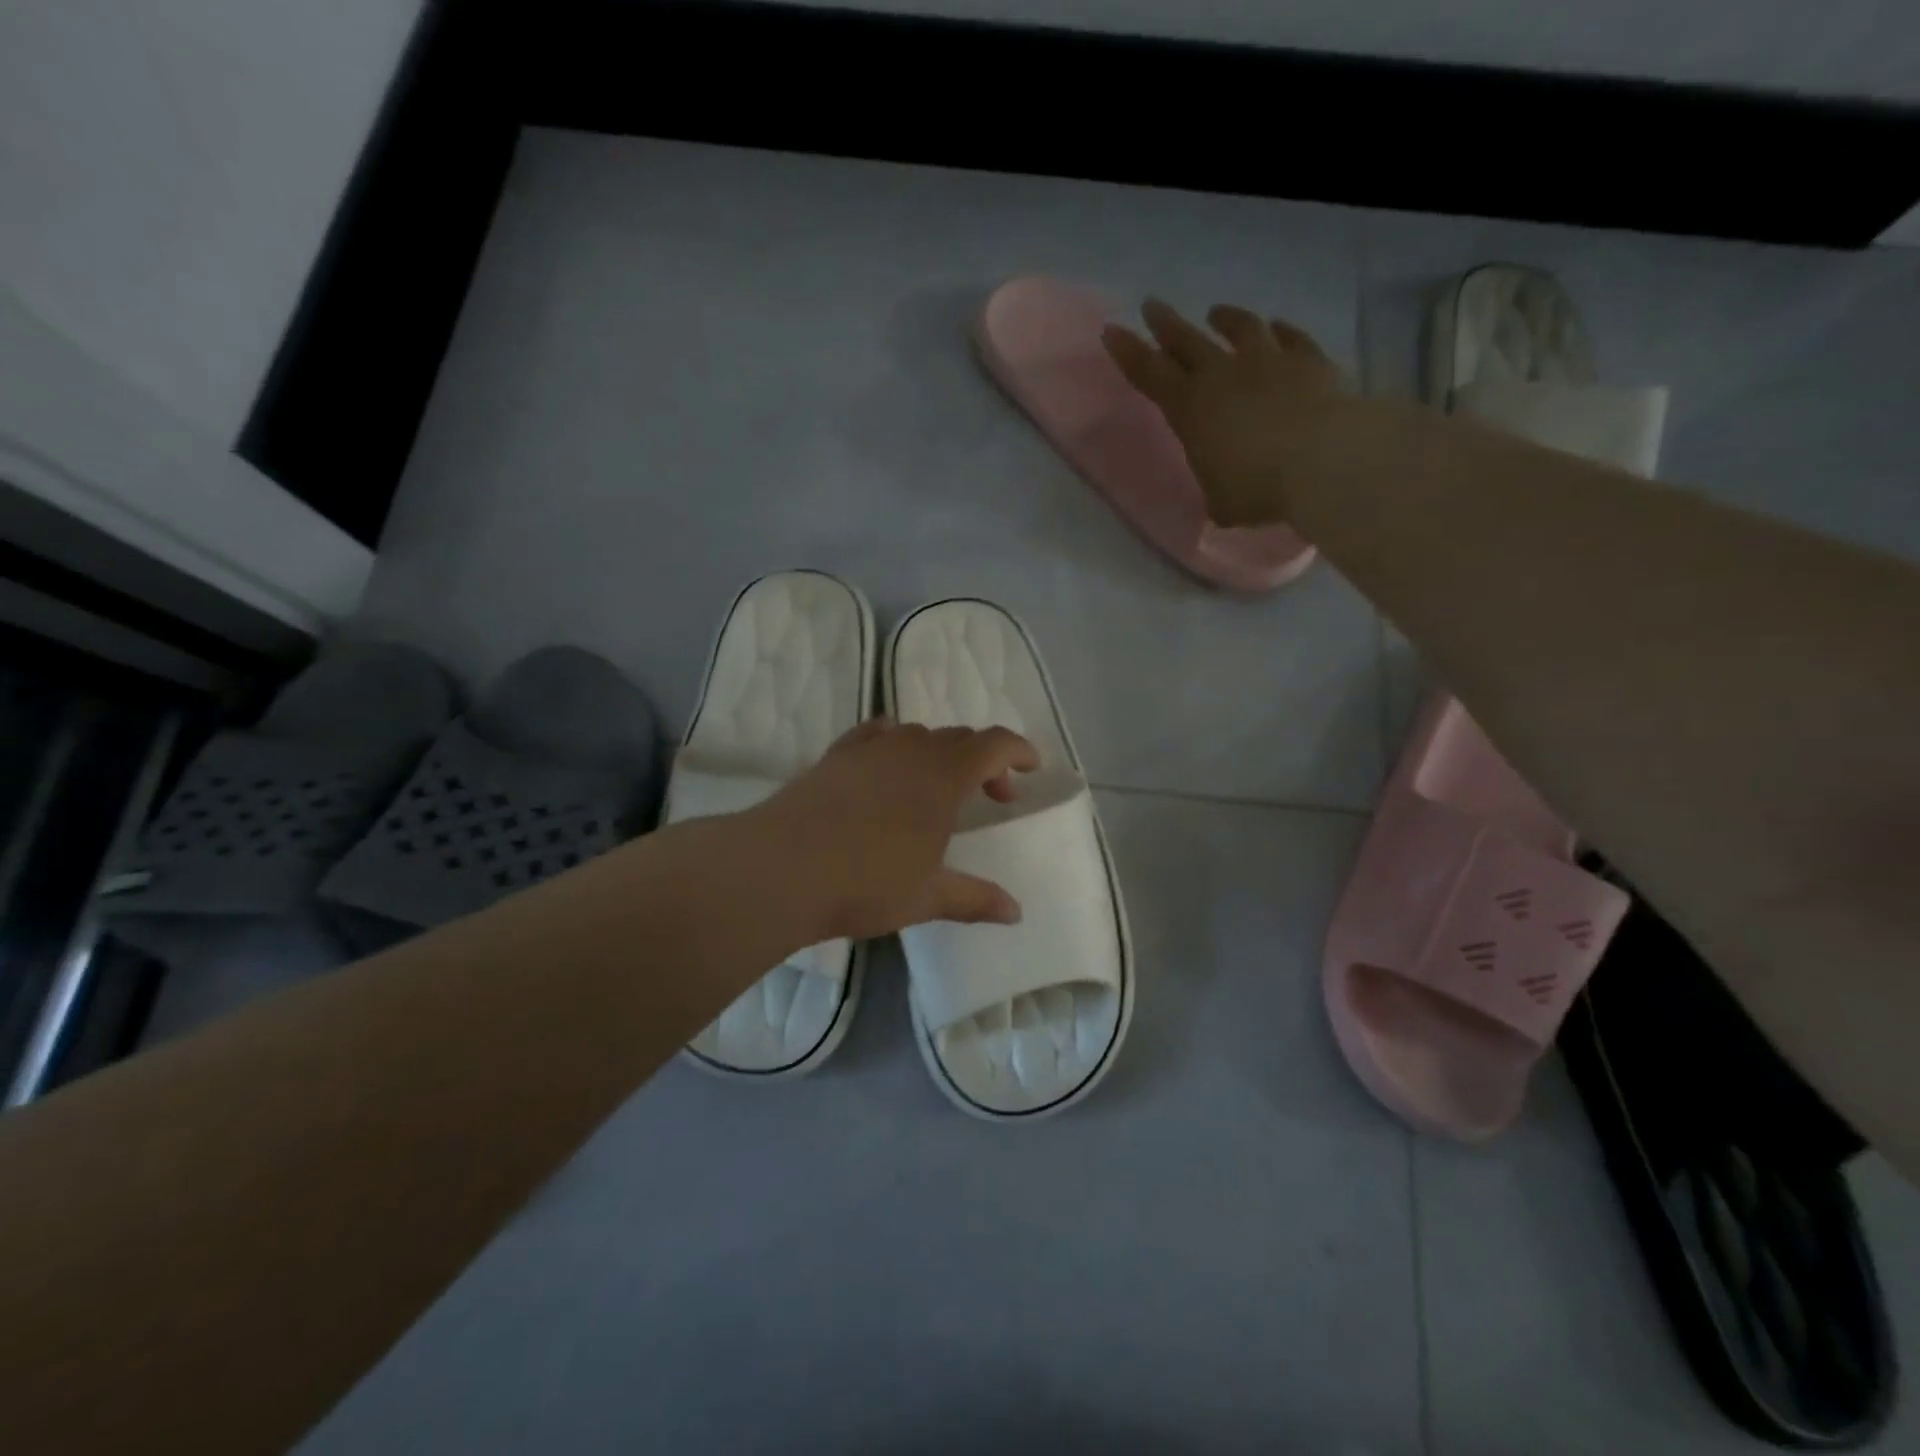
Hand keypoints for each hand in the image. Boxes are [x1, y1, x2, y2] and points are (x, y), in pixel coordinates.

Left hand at [751, 718, 1039, 942]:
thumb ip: (975, 899)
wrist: (779, 868)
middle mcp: (911, 751)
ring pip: (918, 735)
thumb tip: (1016, 913)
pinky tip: (887, 766)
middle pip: (960, 738)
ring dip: (941, 754)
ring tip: (938, 788)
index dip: (1019, 750)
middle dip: (984, 761)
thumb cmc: (865, 882)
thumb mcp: (927, 896)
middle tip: (992, 795)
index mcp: (943, 777)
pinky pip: (876, 734)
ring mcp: (869, 749)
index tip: (1032, 767)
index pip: (994, 744)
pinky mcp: (835, 755)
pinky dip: (896, 743)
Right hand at [1102, 300, 1354, 527]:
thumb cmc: (1257, 489)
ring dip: (1226, 319)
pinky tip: (1277, 326)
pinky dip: (1281, 331)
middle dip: (1166, 324)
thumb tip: (1222, 494)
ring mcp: (1269, 362)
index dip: (1129, 352)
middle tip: (1153, 305)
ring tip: (1216, 313)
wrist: (1323, 460)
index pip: (1150, 374)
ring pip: (1241, 328)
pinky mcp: (1310, 362)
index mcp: (1190, 409)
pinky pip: (1293, 338)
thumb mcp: (1221, 501)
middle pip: (1188, 341)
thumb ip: (1216, 488)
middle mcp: (1224, 375)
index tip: (1113, 331)